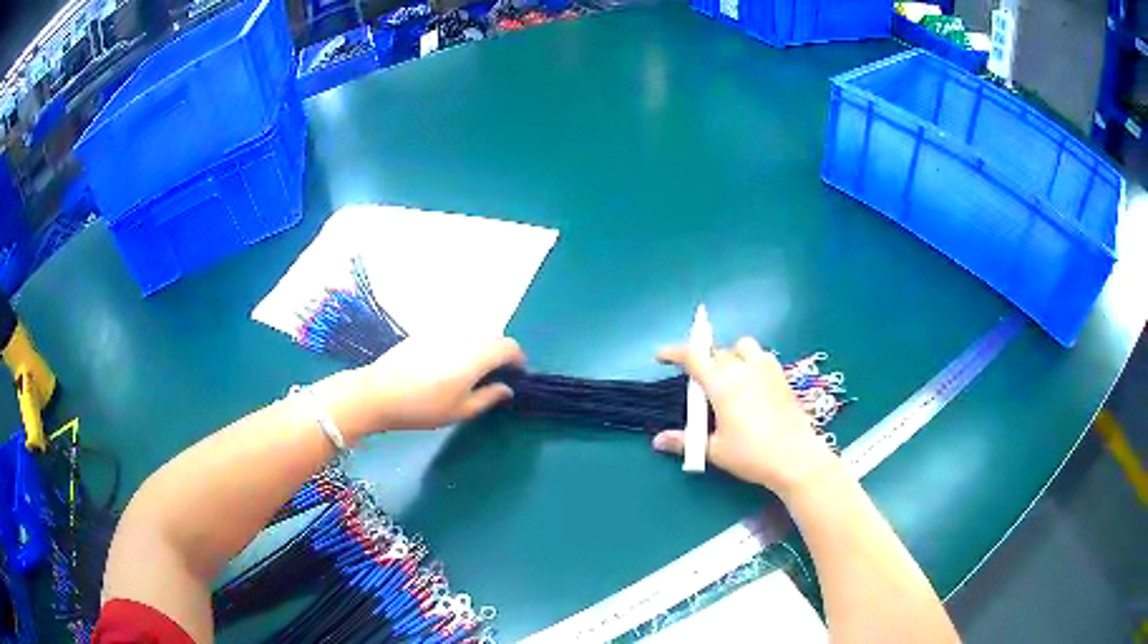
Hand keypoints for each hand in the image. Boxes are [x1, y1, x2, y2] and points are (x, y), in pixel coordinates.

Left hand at [318, 336, 524, 437]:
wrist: (378, 392)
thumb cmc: (422, 407)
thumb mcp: (460, 411)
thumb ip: (488, 398)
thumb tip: (506, 389)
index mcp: (477, 355)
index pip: (510, 347)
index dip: (518, 361)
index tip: (516, 377)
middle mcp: (464, 336)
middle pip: (493, 337)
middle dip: (500, 355)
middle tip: (495, 378)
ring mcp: (443, 331)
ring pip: (473, 335)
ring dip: (481, 350)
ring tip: (471, 374)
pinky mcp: (426, 332)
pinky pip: (454, 335)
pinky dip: (462, 346)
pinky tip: (447, 367)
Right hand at [652, 337, 838, 495]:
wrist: (796, 457)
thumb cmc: (751, 454)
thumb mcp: (715, 450)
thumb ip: (685, 441)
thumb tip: (658, 441)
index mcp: (722, 384)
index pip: (693, 356)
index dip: (674, 352)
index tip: (661, 356)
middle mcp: (744, 368)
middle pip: (717, 351)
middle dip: (702, 360)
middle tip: (697, 382)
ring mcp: (766, 369)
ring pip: (744, 346)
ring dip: (730, 354)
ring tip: (727, 376)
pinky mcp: (782, 377)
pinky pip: (762, 357)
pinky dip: (751, 361)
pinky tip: (752, 383)